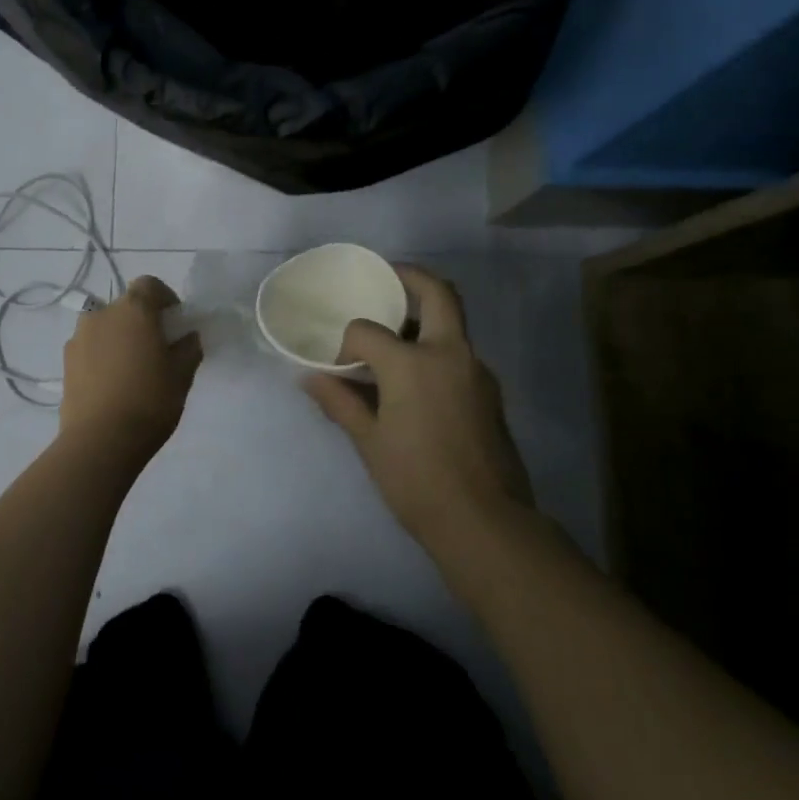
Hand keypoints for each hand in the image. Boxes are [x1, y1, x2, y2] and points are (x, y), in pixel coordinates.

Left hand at [58, 276, 203, 460]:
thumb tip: (187, 337)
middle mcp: (101, 315)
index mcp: (133, 309)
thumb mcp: (182, 375)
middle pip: (125, 306)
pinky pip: (89, 350)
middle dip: (141, 321)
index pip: (149, 284)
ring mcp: (78, 338)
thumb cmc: (150, 401)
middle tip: (156, 350)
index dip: (165, 298)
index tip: (175, 322)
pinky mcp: (65, 363)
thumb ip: (188, 348)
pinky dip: (102, 357)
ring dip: (118, 339)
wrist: (101, 440)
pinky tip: (112, 386)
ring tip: (131, 370)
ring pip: (104, 328)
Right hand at [302, 265, 535, 545]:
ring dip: (424, 317)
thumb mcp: (369, 441)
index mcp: (414, 363)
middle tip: (386, 279)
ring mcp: (477, 371)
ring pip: (453, 324)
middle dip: (411, 279)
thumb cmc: (416, 480)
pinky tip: (413, 380)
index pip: (368, 330)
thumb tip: (309, 378)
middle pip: (439, 294)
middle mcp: (451, 354)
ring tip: (392, 336)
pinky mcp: (489, 392)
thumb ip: (340, 402)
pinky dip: (435, 349)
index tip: (337, 368)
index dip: (346, 343)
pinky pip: (458, 354)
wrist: (485, 521)